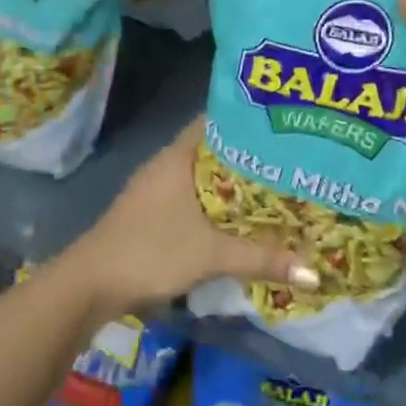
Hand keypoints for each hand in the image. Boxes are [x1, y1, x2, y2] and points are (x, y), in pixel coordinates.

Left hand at [65, 117, 318, 315]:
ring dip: (231, 185)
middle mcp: (166, 164)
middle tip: (290, 162)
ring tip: (274, 190)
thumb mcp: (211, 255)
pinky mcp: (150, 214)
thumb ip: (261, 258)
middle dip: (248, 158)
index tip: (282, 124)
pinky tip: (237, 220)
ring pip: (202, 178)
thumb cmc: (150, 251)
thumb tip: (314, 272)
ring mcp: (155, 189)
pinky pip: (191, 198)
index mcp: (177, 156)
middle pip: (213, 151)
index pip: (215, 121)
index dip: (247, 120)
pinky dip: (214, 205)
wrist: (90, 284)